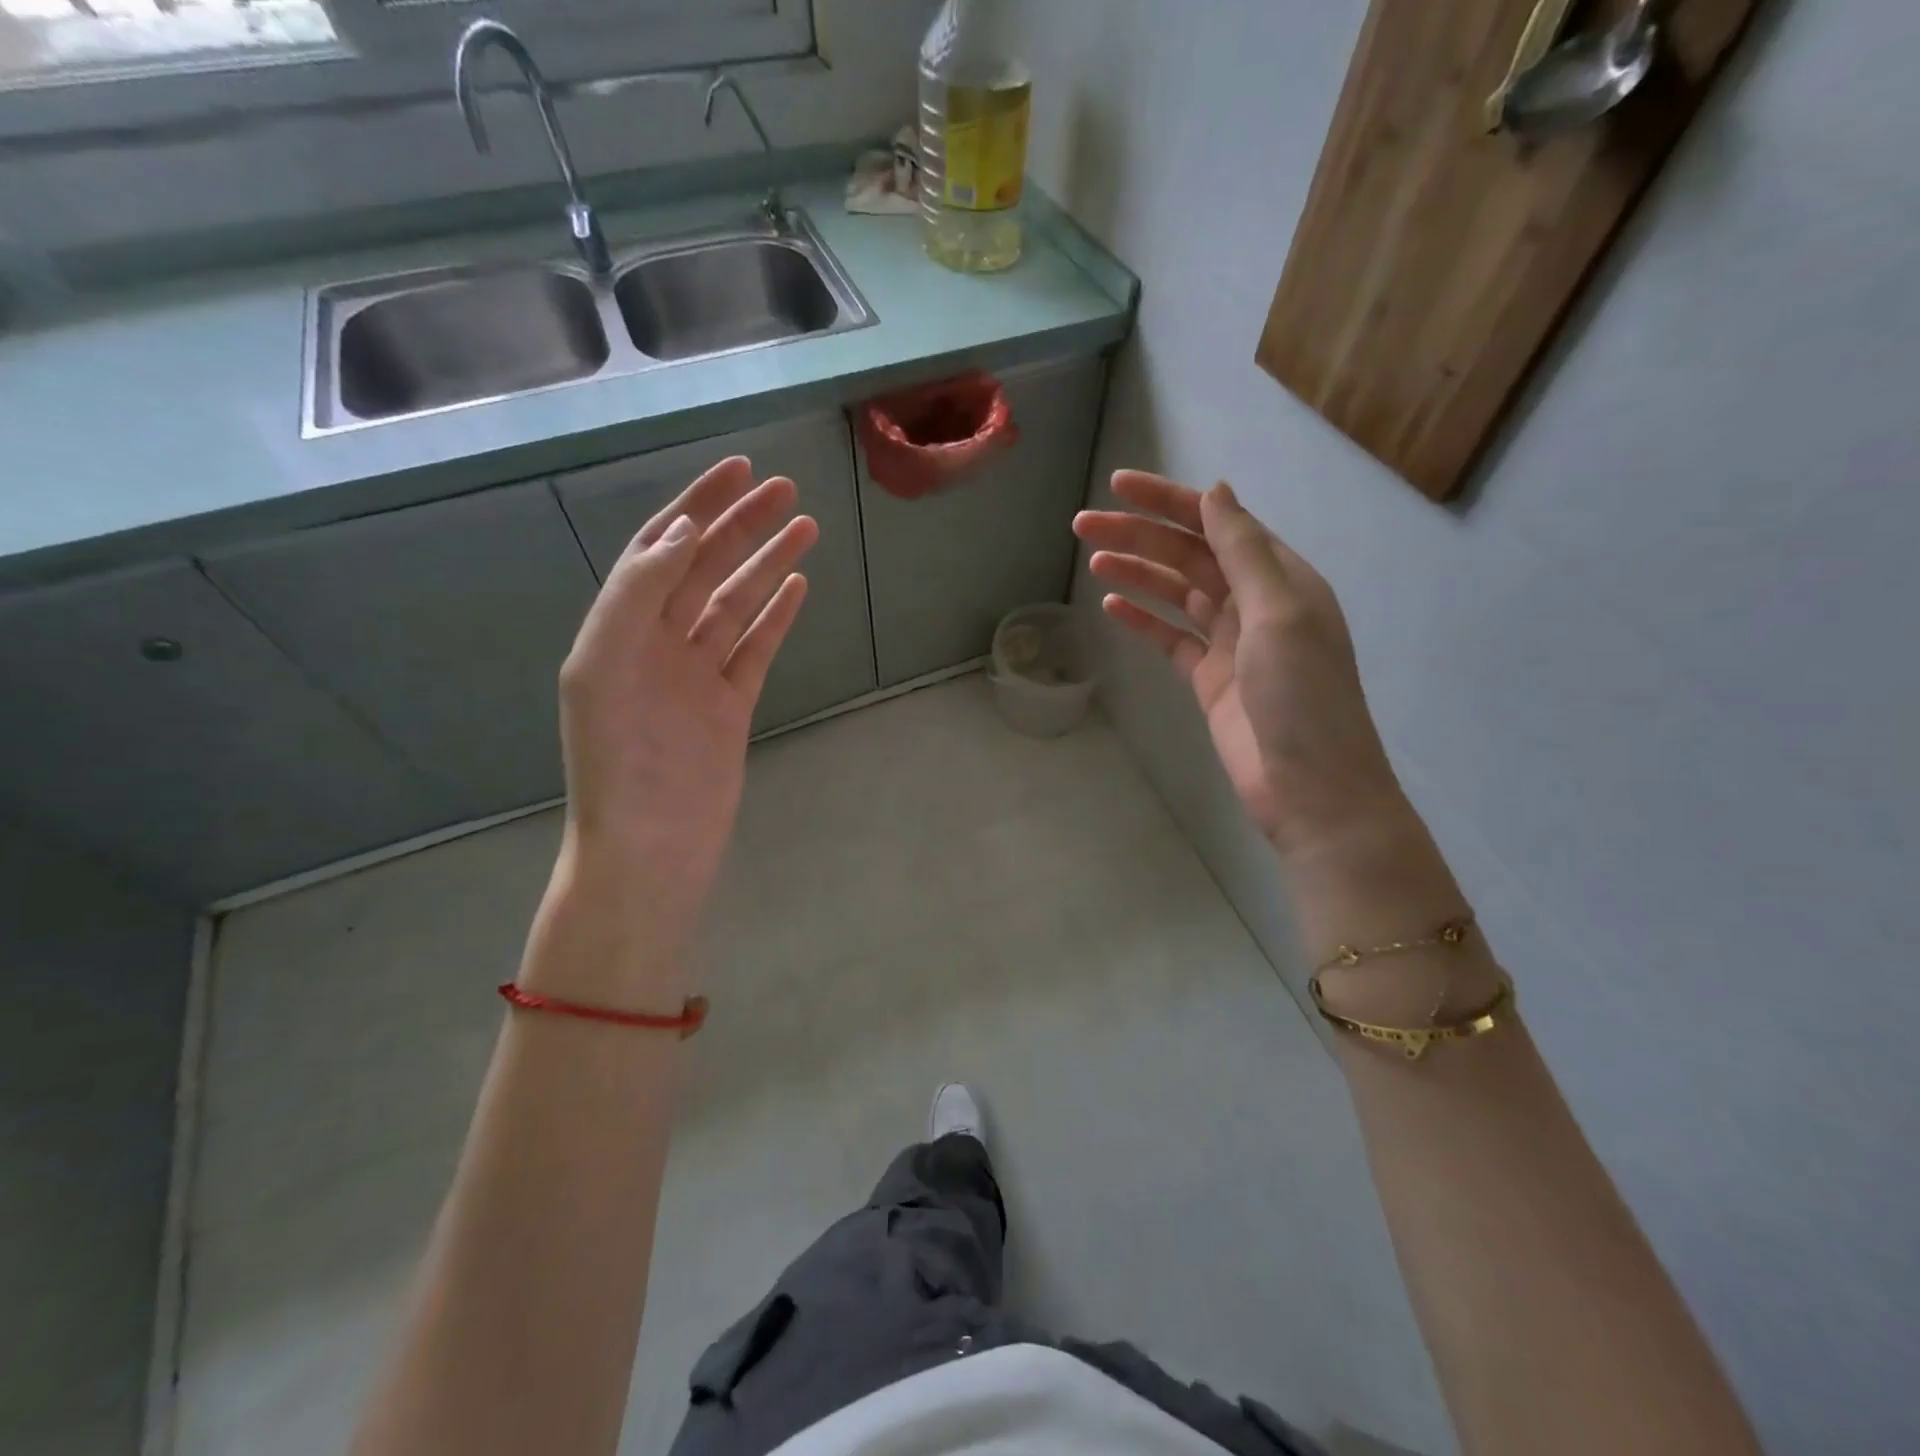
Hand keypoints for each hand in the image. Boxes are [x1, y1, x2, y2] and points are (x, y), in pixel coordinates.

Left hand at [540, 457, 815, 998]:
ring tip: (806, 527)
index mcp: (618, 628)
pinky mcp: (730, 704)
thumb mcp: (604, 667)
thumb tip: (685, 533)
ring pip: (736, 602)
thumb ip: (637, 595)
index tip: (738, 470)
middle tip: (788, 489)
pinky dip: (777, 615)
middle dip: (743, 525)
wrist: (651, 846)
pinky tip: (798, 586)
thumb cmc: (620, 763)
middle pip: (705, 567)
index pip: (660, 549)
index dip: (696, 506)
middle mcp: (656, 642)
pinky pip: (755, 648)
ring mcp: (696, 674)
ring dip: (768, 563)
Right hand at [1075, 472, 1409, 859]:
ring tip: (1091, 557)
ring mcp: (1230, 643)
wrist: (1310, 788)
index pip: (1218, 524)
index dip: (1169, 502)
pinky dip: (1142, 619)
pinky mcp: (1208, 679)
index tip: (1119, 486)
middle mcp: (1255, 603)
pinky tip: (1111, 604)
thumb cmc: (1302, 696)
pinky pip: (1170, 637)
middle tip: (1083, 524)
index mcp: (1280, 579)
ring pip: (1175, 594)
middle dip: (1139, 535)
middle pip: (1189, 556)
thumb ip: (1244, 552)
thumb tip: (1215, 492)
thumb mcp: (1278, 613)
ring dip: (1136, 572)